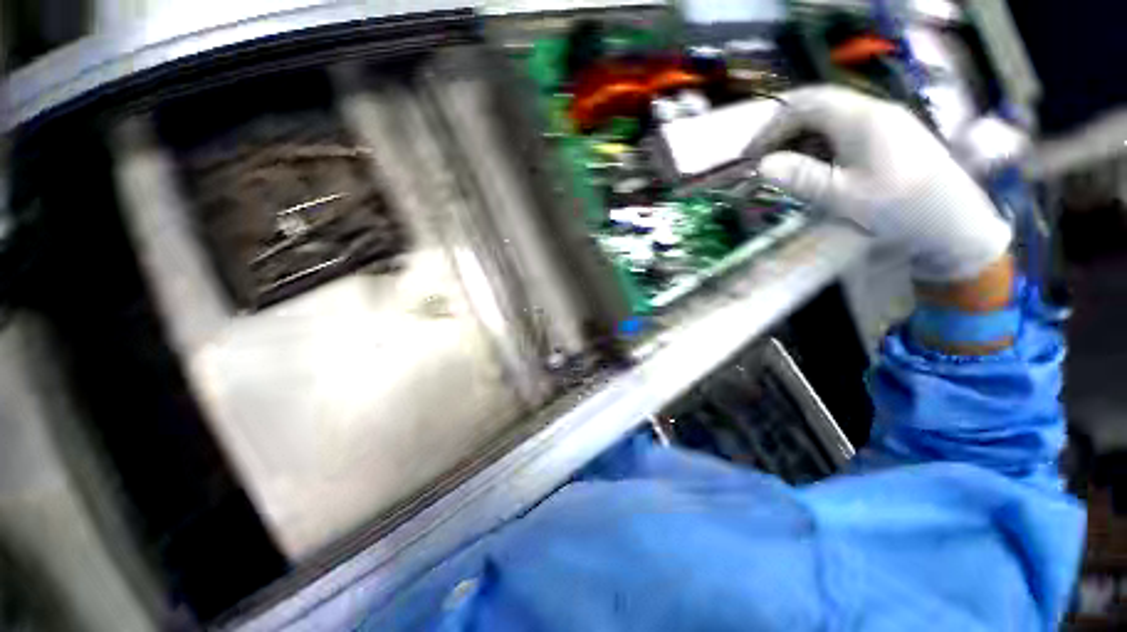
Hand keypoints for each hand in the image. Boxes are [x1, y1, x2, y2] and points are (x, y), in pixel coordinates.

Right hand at [756, 86, 1011, 283]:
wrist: (954, 222)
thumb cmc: (899, 208)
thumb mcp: (844, 196)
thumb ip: (801, 178)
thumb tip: (761, 166)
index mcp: (860, 118)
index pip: (803, 106)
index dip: (770, 128)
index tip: (750, 157)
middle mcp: (872, 110)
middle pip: (815, 108)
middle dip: (782, 133)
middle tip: (762, 162)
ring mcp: (884, 122)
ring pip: (829, 120)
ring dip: (800, 141)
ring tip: (785, 170)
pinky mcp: (891, 137)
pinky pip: (845, 132)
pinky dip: (820, 147)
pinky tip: (816, 169)